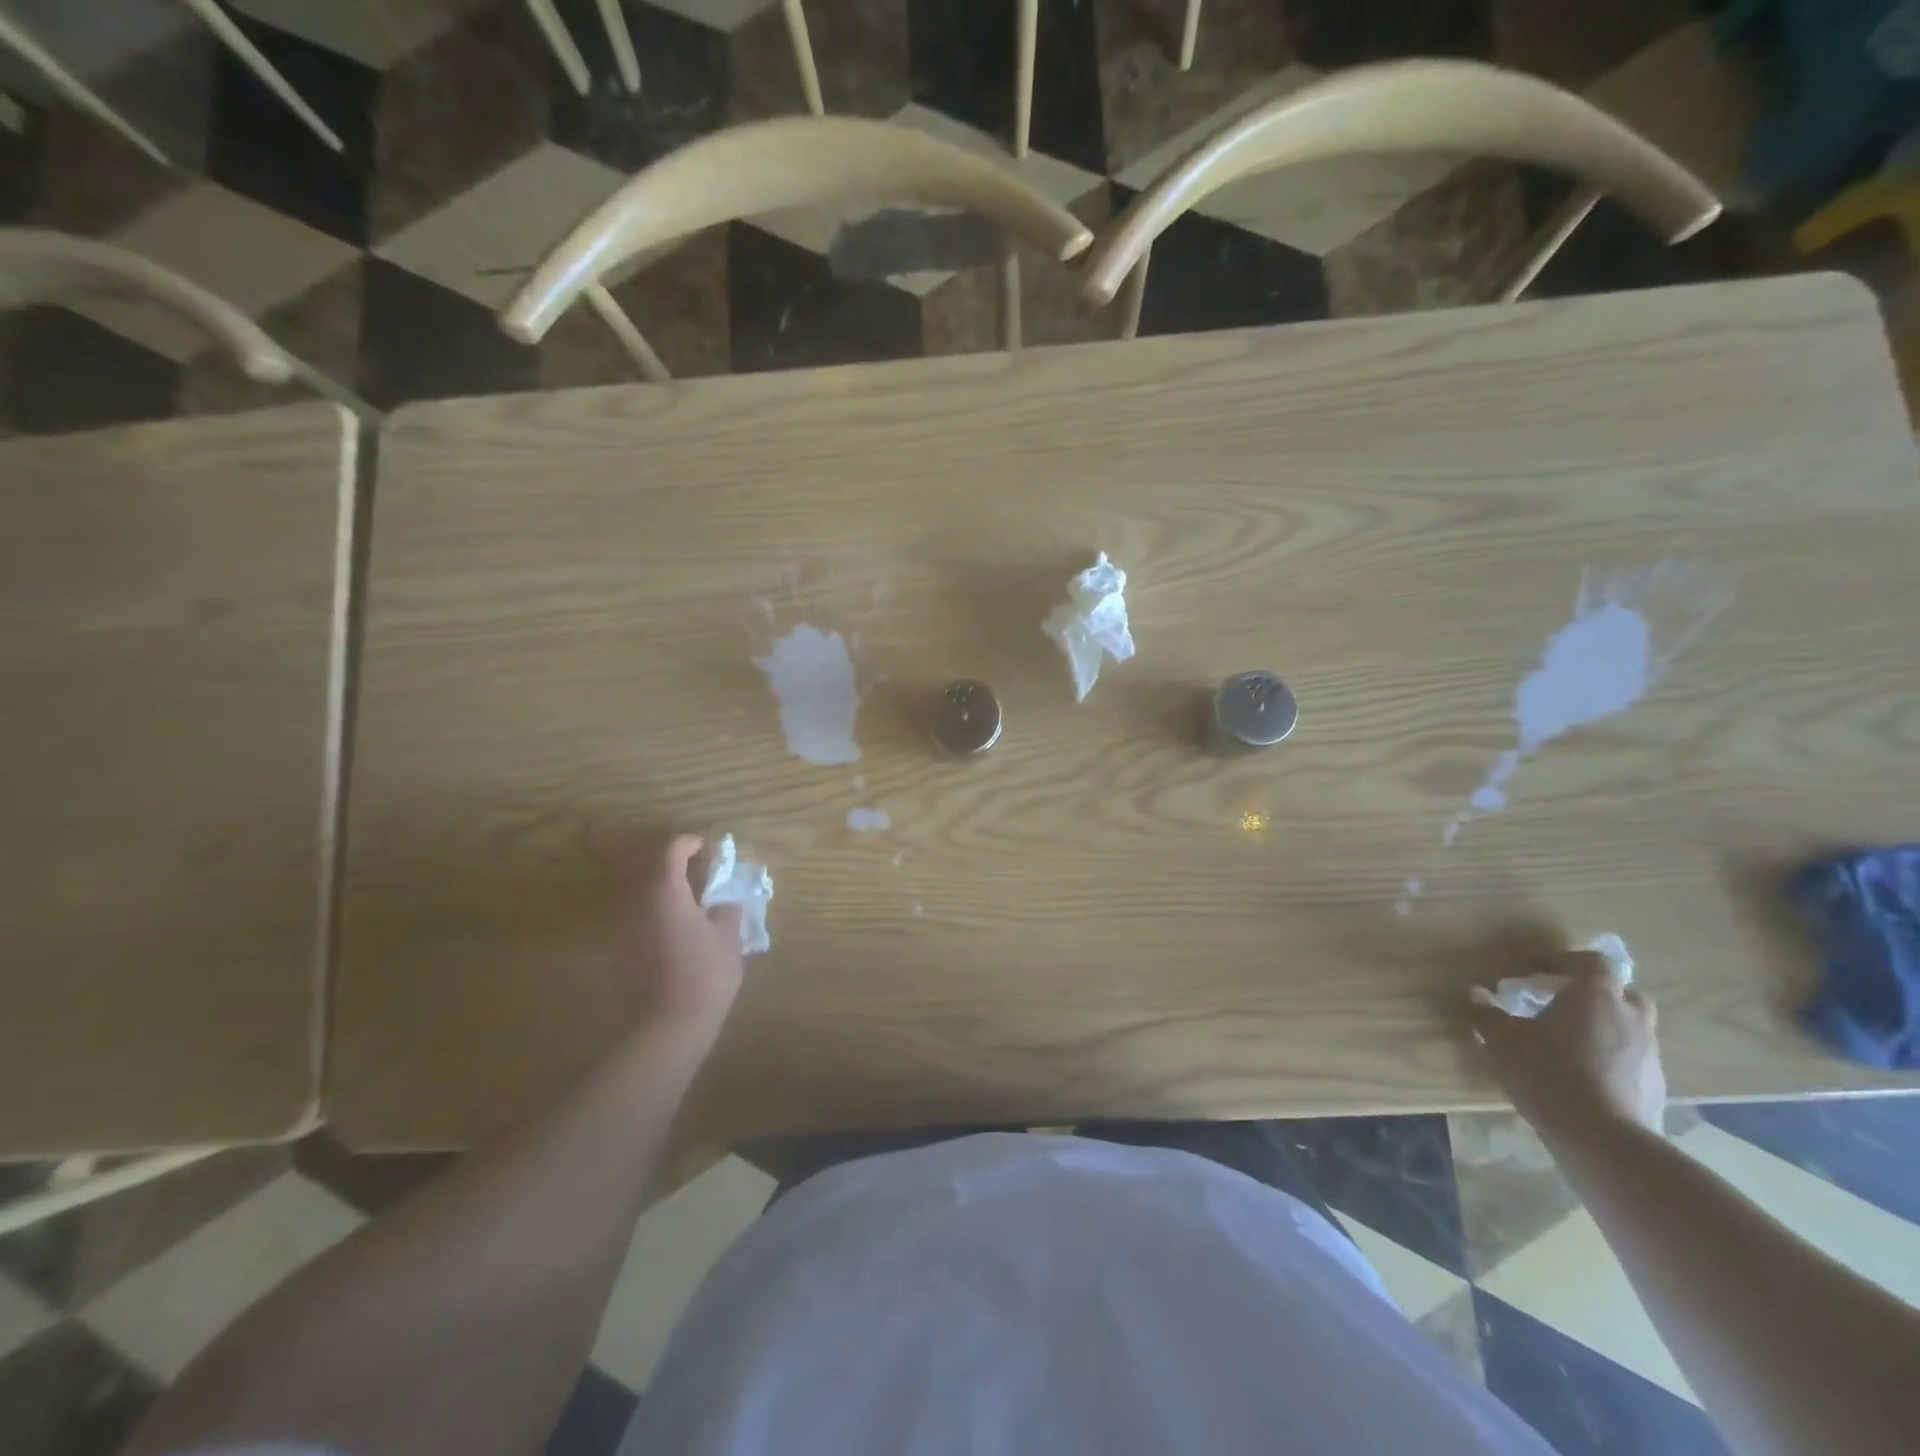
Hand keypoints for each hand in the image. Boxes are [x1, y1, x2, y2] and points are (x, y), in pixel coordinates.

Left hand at [616, 836, 744, 1039]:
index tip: (708, 849)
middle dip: (671, 862)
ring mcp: (624, 926)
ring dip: (662, 887)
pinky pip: (637, 915)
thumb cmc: (705, 973)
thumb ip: (726, 910)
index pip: (670, 850)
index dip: (689, 844)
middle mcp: (637, 901)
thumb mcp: (728, 937)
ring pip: (639, 891)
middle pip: (647, 866)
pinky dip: (655, 910)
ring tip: (689, 898)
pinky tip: (676, 926)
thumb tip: (722, 901)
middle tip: (697, 869)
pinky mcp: (621, 949)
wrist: (668, 1025)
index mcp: (664, 890)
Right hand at [1472, 951, 1666, 1140]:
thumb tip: (1476, 994)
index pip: (1593, 962)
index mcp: (1596, 997)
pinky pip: (1632, 1059)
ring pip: (1629, 1027)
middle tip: (1562, 1004)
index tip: (1536, 971)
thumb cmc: (1548, 1073)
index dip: (1565, 961)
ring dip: (1603, 1027)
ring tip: (1569, 1043)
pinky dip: (1611, 1058)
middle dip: (1594, 994)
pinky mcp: (1655, 1086)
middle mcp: (1630, 1018)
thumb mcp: (1502, 1040)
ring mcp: (1649, 1054)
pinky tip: (1583, 1075)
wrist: (1604, 1140)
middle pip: (1621, 993)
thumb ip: (1487, 1013)